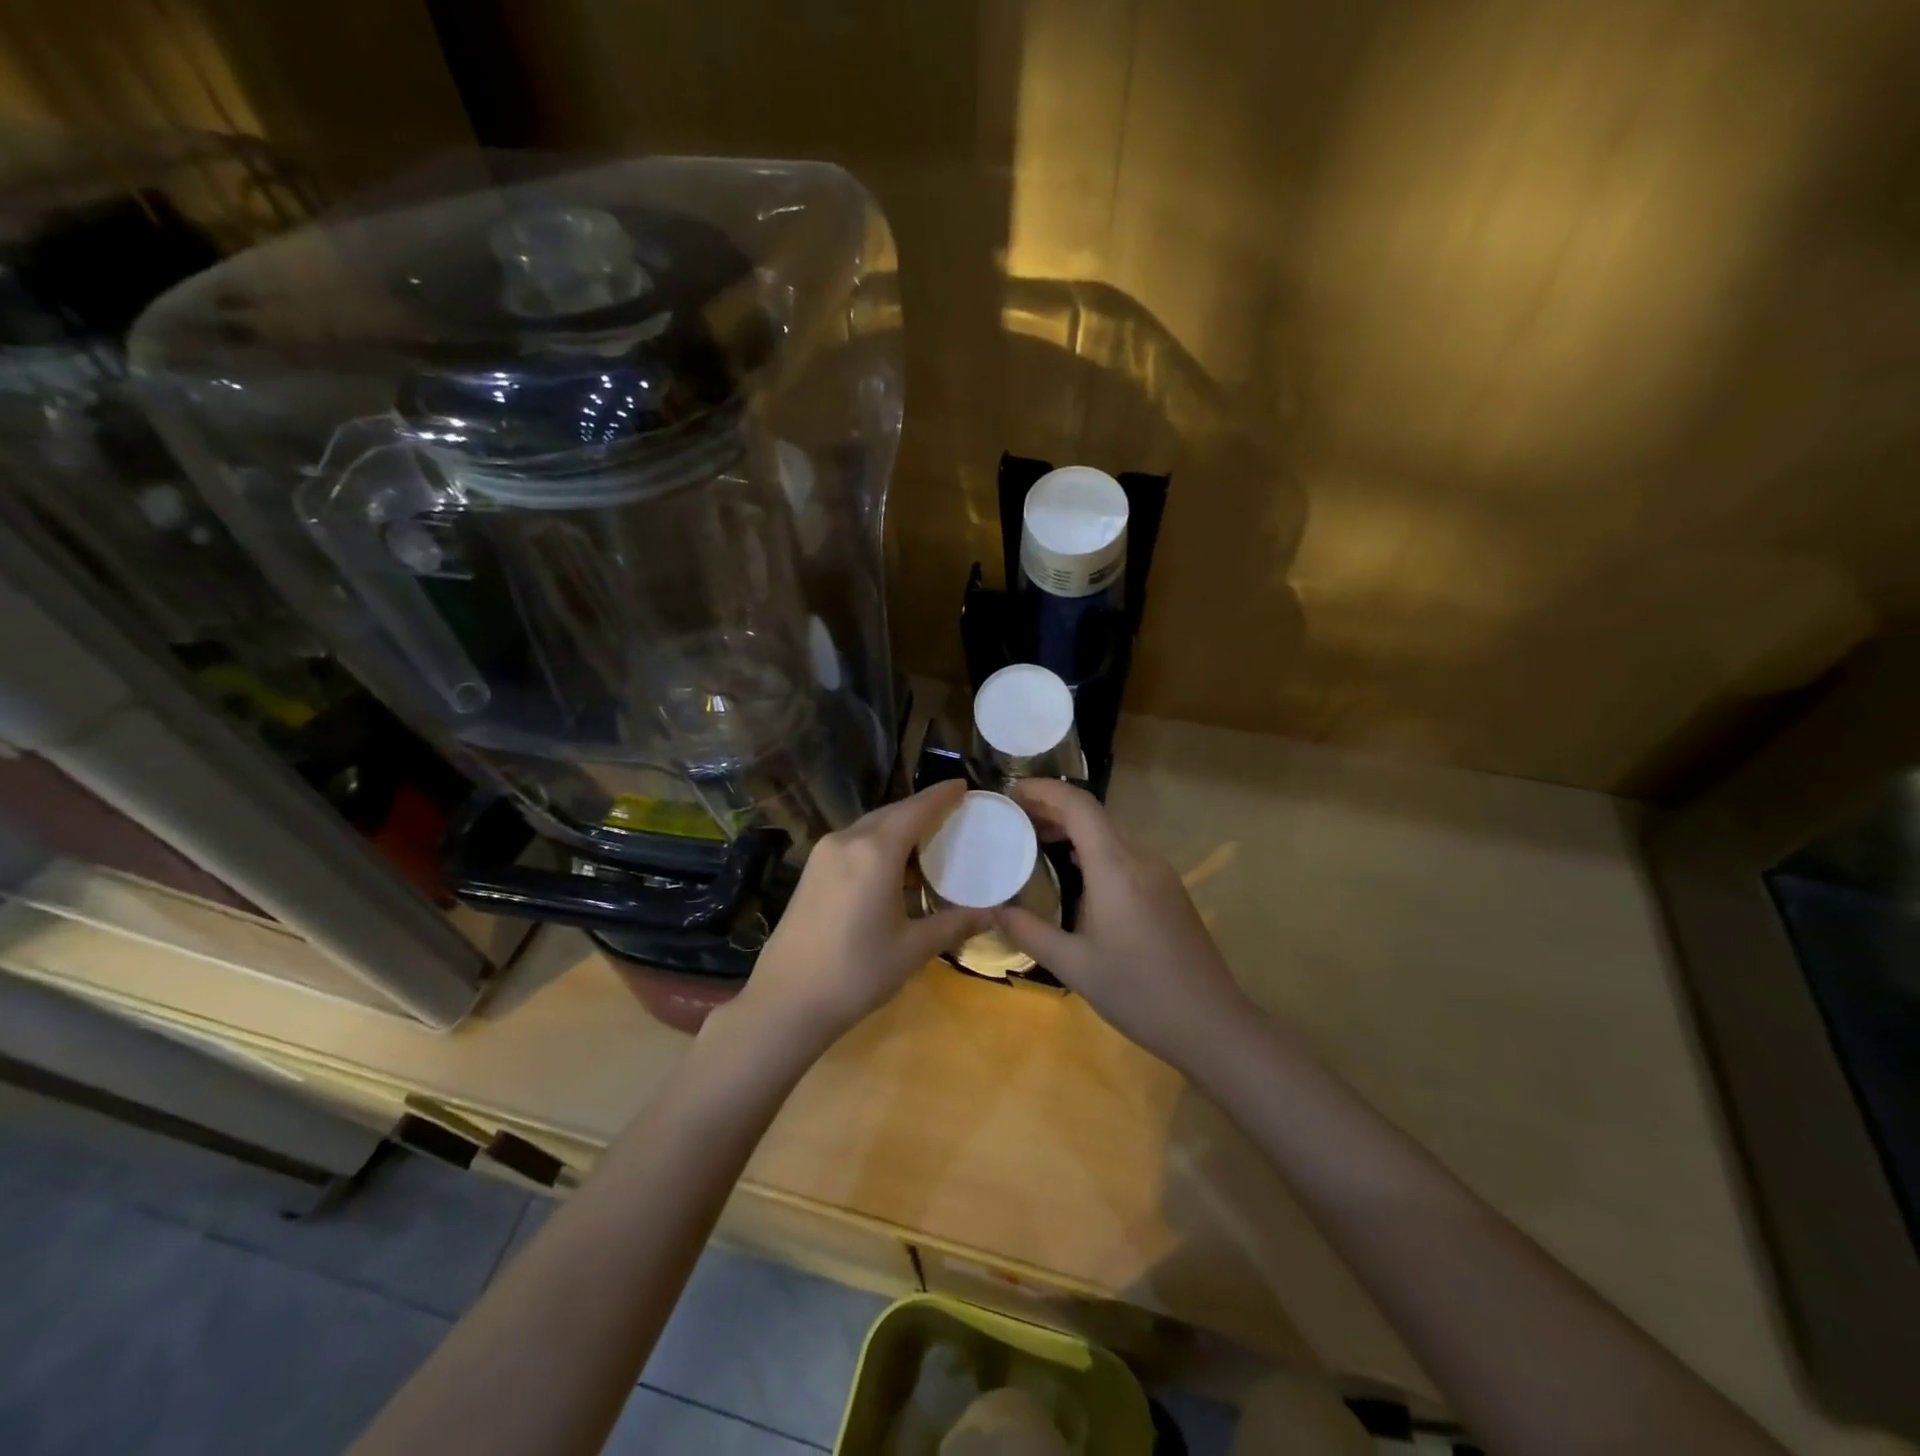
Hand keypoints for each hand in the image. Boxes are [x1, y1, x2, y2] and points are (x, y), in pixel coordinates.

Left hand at [726, 780, 990, 1048]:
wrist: (785, 1002)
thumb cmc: (856, 973)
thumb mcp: (912, 949)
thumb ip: (954, 924)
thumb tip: (993, 914)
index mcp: (875, 852)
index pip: (916, 810)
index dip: (941, 795)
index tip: (962, 785)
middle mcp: (847, 841)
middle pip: (891, 813)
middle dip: (921, 808)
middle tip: (952, 812)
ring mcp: (823, 854)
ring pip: (869, 826)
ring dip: (898, 825)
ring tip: (926, 836)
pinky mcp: (810, 871)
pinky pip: (853, 842)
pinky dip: (877, 841)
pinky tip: (891, 862)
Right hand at [994, 779, 1248, 1066]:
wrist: (1212, 1024)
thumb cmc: (1139, 993)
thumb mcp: (1074, 966)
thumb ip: (1030, 931)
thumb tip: (993, 909)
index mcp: (1116, 868)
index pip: (1079, 805)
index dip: (1044, 790)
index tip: (1011, 791)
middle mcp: (1140, 858)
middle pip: (1093, 816)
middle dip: (1051, 810)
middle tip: (1012, 820)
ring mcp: (1160, 873)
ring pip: (1109, 835)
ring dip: (1072, 832)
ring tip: (1034, 845)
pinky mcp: (1168, 890)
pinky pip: (1124, 855)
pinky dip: (1092, 852)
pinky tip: (1073, 877)